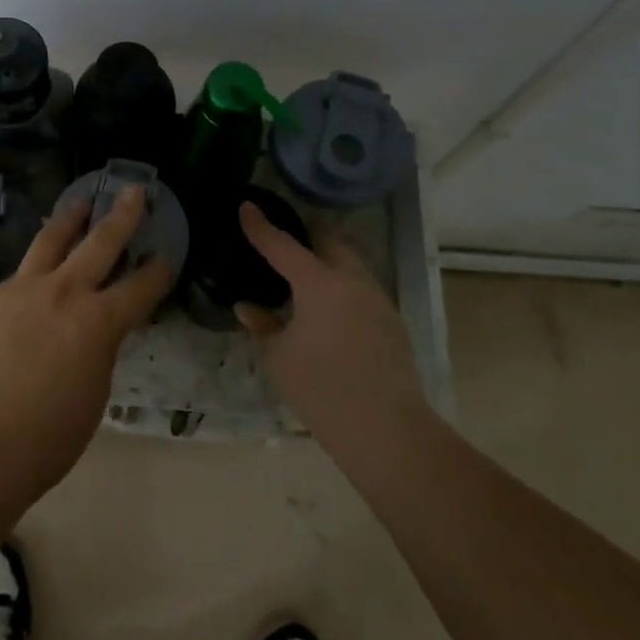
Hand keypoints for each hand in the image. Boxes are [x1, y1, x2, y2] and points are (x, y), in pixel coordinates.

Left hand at [0, 185, 171, 496]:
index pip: (139, 287)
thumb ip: (100, 347)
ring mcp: (22, 290)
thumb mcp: (95, 390)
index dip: (157, 272)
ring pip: (50, 240)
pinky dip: (36, 269)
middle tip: (132, 191)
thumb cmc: (50, 435)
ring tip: (81, 202)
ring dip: (70, 219)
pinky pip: (20, 275)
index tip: (166, 256)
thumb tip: (96, 327)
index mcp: (98, 321)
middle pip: (100, 242)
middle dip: (121, 215)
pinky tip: (36, 275)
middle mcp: (63, 292)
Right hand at [234, 201, 424, 442]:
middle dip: (306, 237)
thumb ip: (263, 325)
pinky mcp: (392, 323)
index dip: (260, 226)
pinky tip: (329, 312)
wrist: (387, 431)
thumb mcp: (278, 358)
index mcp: (320, 283)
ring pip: (350, 264)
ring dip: (327, 262)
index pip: (282, 245)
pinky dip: (341, 287)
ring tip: (304, 279)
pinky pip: (361, 289)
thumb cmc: (322, 390)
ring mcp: (378, 300)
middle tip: (282, 245)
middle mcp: (353, 281)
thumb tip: (249, 307)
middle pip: (329, 242)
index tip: (247, 207)